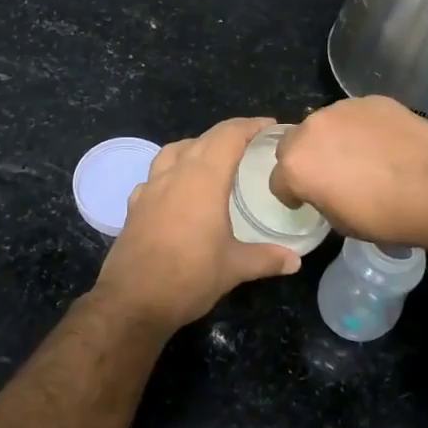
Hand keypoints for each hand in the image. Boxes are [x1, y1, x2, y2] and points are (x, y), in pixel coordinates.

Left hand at [93, 117, 301, 330]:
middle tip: (251, 142)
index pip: (228, 136)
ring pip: (174, 150)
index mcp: (203, 179)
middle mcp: (175, 174)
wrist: (132, 301)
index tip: (271, 126)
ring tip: (213, 160)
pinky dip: (171, 171)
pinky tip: (178, 190)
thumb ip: (267, 258)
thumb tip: (296, 261)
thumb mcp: (235, 268)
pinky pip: (155, 175)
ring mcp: (150, 188)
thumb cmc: (189, 277)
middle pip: (203, 138)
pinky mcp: (135, 206)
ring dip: (196, 146)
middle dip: (228, 134)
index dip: (250, 126)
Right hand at [268, 97, 427, 248]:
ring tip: (361, 156)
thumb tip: (324, 189)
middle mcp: (311, 129)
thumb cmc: (384, 216)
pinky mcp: (372, 100)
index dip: (291, 193)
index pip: (278, 180)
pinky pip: (356, 115)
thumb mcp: (340, 222)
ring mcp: (343, 109)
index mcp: (296, 164)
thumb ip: (320, 198)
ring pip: (326, 124)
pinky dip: (362, 128)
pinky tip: (384, 144)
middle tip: (330, 175)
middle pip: (294, 143)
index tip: (305, 200)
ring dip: (334, 139)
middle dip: (305, 158)